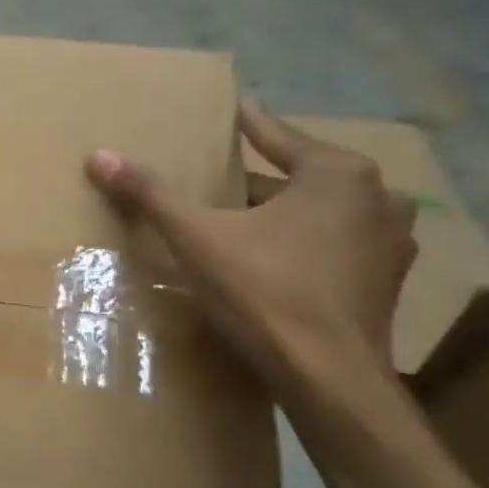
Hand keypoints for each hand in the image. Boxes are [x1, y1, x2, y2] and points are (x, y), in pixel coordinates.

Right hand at [86, 102, 416, 405]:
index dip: (247, 126)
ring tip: (240, 222)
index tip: (232, 110)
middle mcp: (377, 196)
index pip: (277, 136)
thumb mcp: (196, 238)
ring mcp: (390, 241)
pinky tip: (273, 259)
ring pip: (320, 212)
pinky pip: (335, 244)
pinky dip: (304, 243)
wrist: (328, 377)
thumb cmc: (264, 291)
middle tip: (216, 181)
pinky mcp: (386, 280)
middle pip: (299, 177)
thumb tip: (98, 155)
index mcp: (337, 173)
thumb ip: (150, 194)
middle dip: (257, 180)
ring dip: (283, 213)